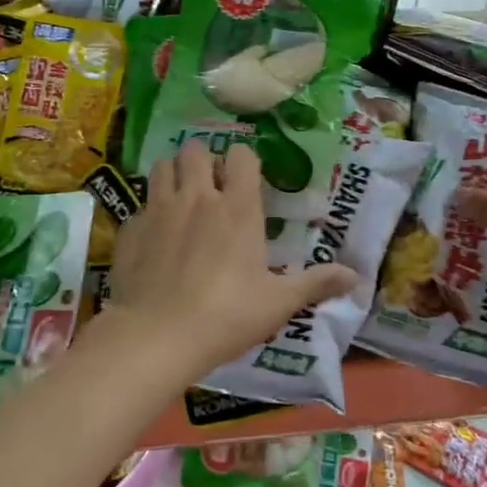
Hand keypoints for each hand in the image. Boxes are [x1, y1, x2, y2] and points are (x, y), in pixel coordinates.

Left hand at [105, 142, 356, 378]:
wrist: (156, 336)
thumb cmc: (226, 316)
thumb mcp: (278, 303)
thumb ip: (315, 284)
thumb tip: (355, 276)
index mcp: (237, 207)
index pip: (241, 156)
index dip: (244, 161)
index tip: (246, 180)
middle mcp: (197, 197)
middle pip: (195, 150)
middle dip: (203, 159)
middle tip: (210, 185)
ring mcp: (159, 209)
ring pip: (162, 165)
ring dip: (173, 173)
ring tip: (181, 196)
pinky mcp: (131, 229)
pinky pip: (140, 204)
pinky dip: (149, 210)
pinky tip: (155, 235)